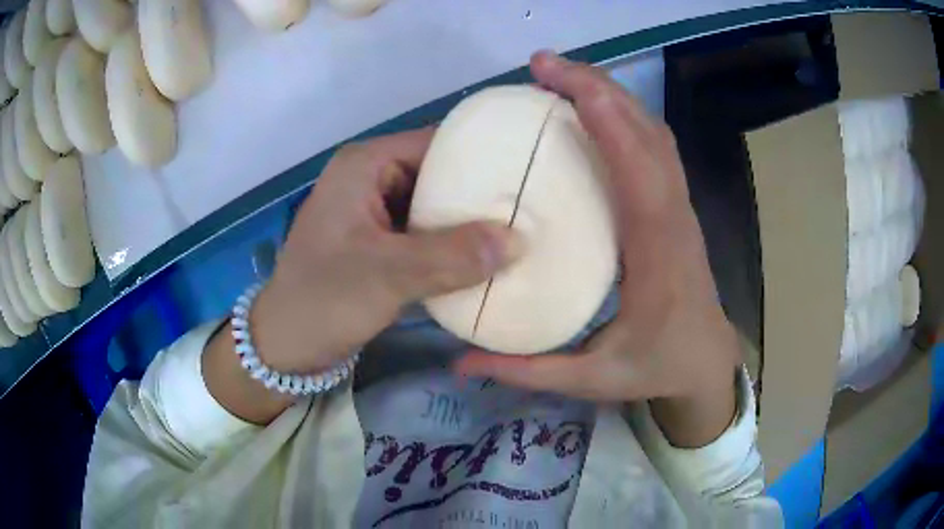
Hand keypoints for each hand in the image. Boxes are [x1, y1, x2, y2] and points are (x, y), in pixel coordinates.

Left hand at [253, 129, 520, 373]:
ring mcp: (373, 209)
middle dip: (480, 194)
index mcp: (365, 165)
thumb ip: (452, 256)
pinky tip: (484, 258)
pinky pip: (424, 231)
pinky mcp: (377, 240)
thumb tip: (519, 240)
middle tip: (530, 209)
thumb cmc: (323, 301)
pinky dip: (451, 244)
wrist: (285, 346)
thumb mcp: (387, 276)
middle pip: (438, 172)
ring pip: (433, 204)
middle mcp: (370, 177)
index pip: (437, 143)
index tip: (528, 175)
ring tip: (517, 231)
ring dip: (468, 222)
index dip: (483, 156)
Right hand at [455, 52, 739, 446]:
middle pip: (649, 136)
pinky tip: (592, 106)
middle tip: (543, 65)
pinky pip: (654, 145)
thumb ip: (526, 372)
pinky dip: (624, 114)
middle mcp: (675, 219)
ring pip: (654, 133)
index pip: (643, 179)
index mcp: (660, 259)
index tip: (566, 86)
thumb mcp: (591, 381)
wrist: (706, 361)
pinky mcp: (673, 204)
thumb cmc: (656, 368)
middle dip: (600, 89)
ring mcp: (679, 206)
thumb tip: (459, 363)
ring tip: (561, 74)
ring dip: (612, 94)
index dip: (611, 125)